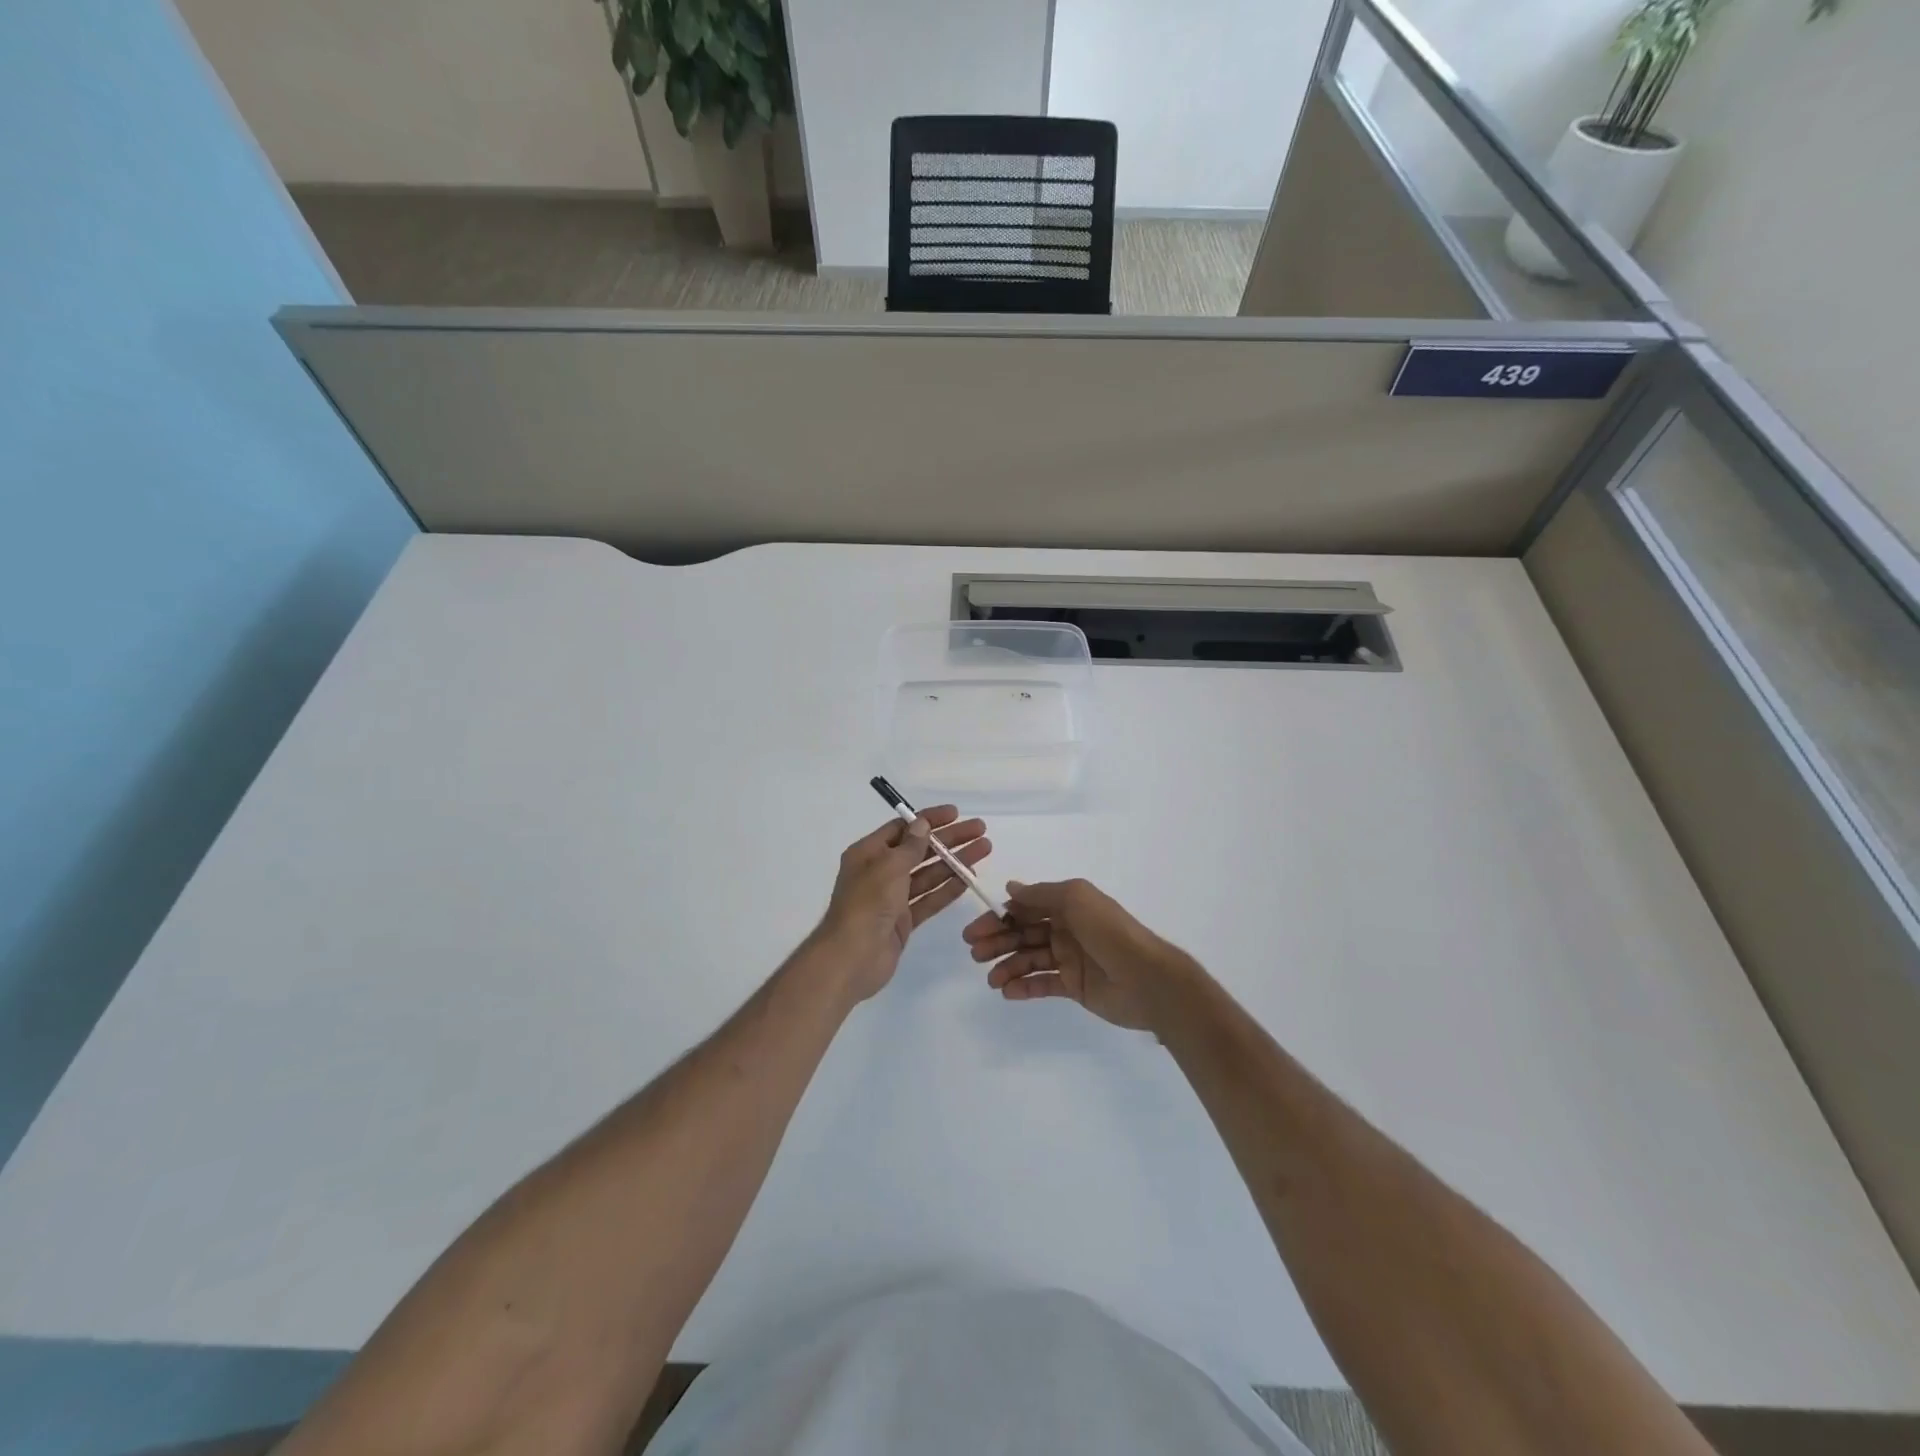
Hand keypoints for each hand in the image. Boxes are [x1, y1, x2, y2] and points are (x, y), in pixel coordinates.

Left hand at [813, 807, 990, 1002]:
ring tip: (983, 850)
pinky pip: (929, 899)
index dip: (929, 820)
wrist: (852, 958)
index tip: (956, 813)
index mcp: (869, 853)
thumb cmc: (867, 904)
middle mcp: (880, 872)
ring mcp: (893, 898)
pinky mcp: (903, 921)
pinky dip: (948, 889)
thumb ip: (910, 846)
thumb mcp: (889, 867)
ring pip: (929, 874)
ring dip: (954, 862)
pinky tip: (969, 879)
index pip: (903, 828)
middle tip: (980, 831)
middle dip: (949, 840)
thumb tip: (921, 824)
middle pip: (920, 850)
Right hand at [963, 879, 1194, 1031]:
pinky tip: (1008, 992)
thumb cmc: (1110, 932)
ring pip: (1029, 959)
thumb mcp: (1075, 899)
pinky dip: (1023, 987)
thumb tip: (1011, 888)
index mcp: (1067, 905)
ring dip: (1007, 966)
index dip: (999, 917)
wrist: (1147, 978)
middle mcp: (1066, 928)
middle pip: (1023, 933)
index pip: (1025, 908)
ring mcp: (1070, 958)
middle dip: (997, 941)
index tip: (976, 929)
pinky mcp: (1074, 986)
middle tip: (974, 954)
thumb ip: (1041, 895)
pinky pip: (1042, 984)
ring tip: (991, 979)